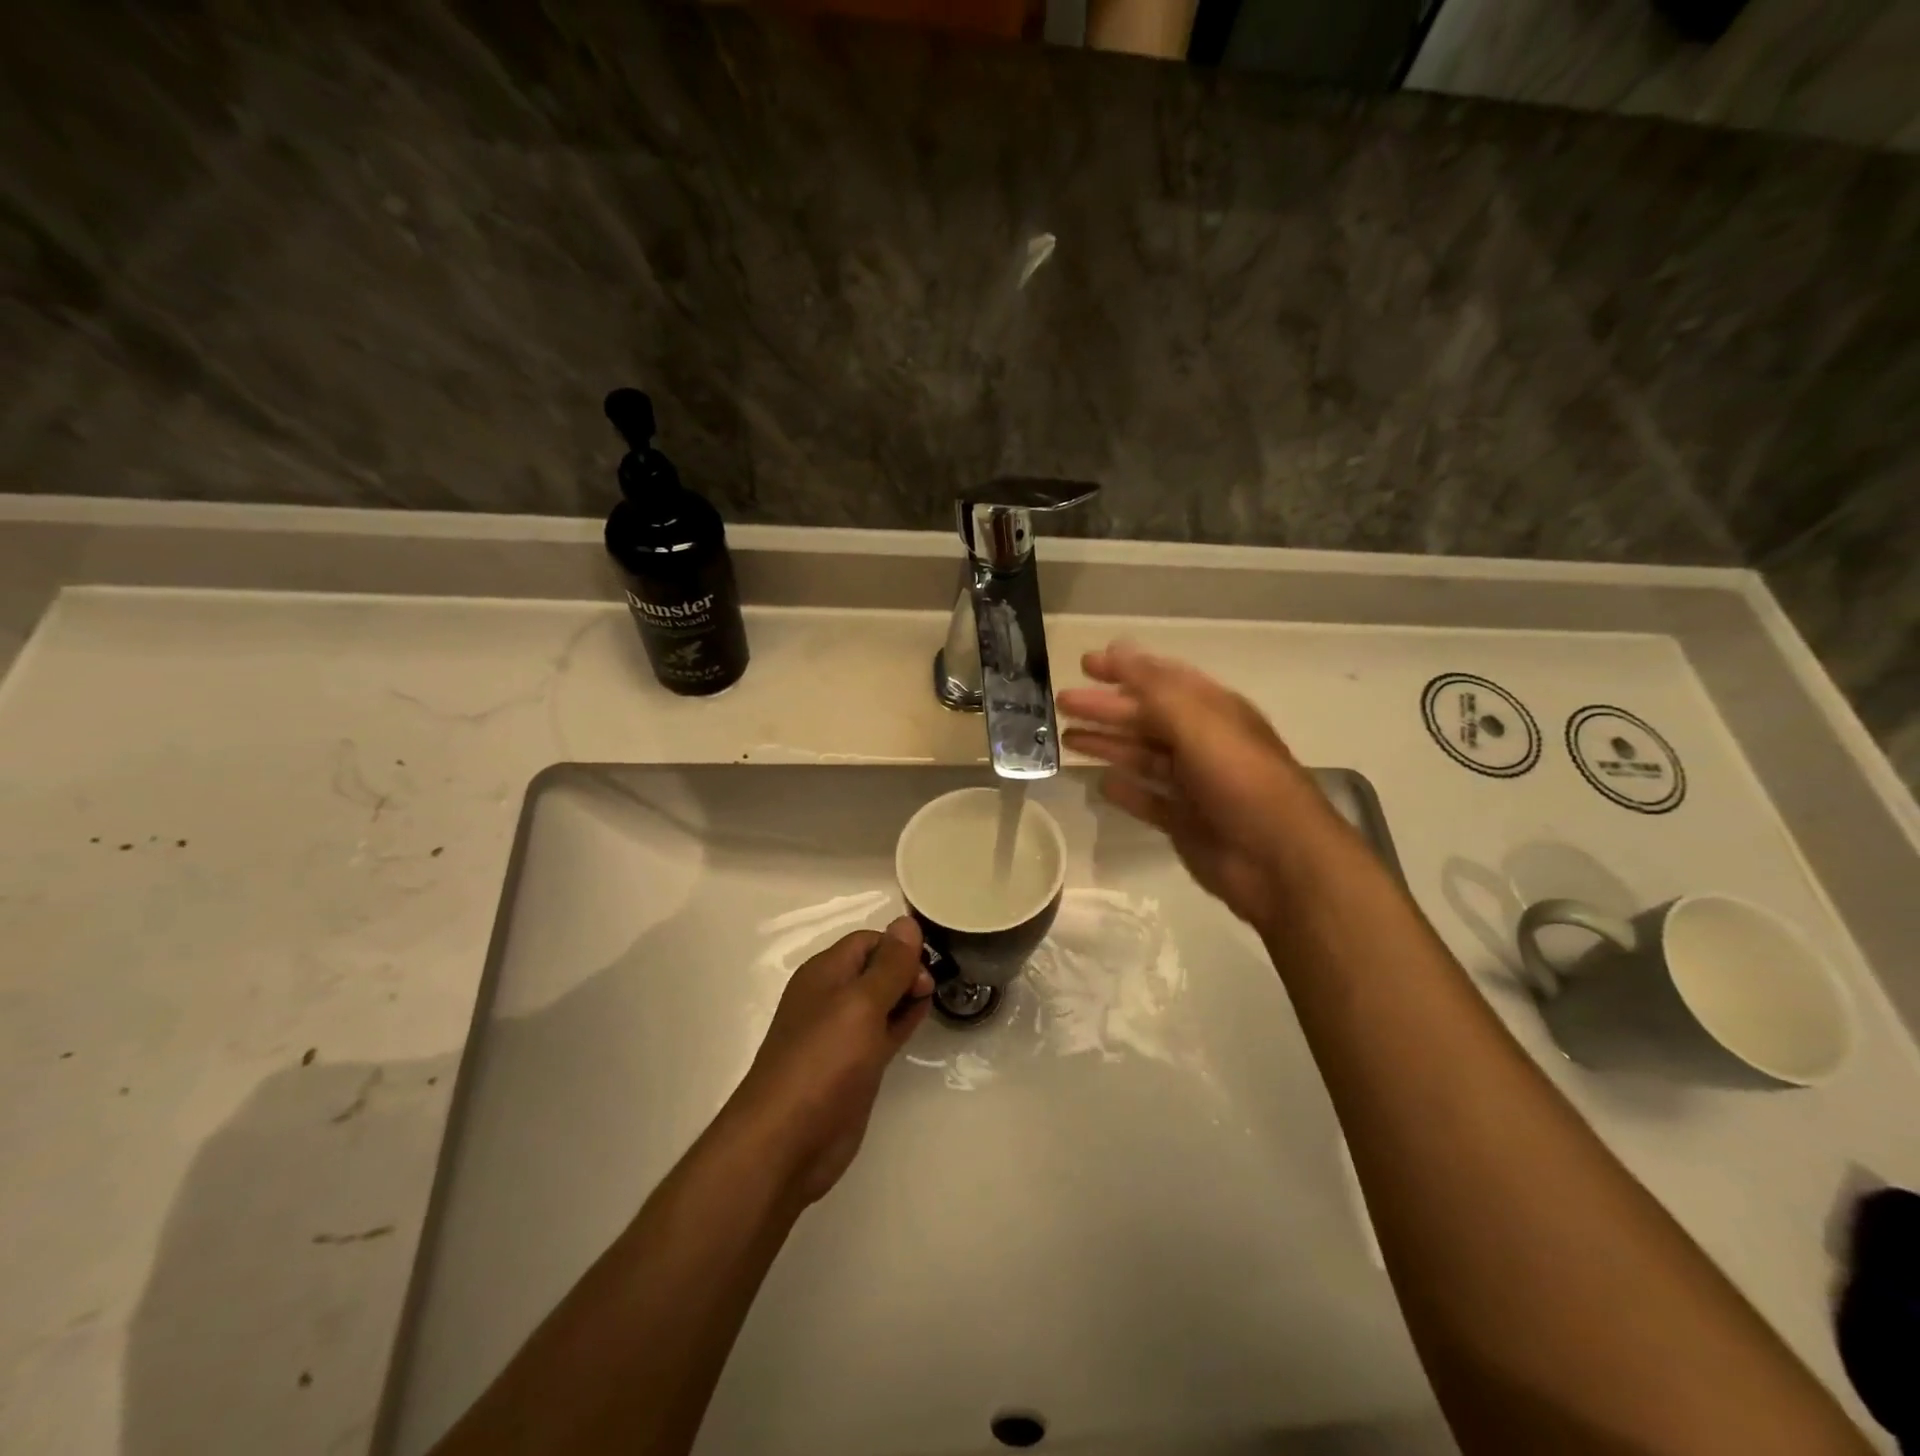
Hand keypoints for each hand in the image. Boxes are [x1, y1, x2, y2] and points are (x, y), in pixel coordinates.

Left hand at [724, 918, 933, 1206]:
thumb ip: (888, 966)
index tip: (927, 965)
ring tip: (934, 998)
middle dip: (905, 970)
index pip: (868, 941)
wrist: (786, 1142)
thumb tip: (907, 922)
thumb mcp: (861, 1005)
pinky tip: (921, 1019)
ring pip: (881, 1001)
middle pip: (875, 969)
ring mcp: (842, 1035)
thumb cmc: (823, 1062)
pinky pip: (882, 1032)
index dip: (898, 946)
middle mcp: (831, 998)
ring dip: (906, 995)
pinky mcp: (853, 1067)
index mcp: (825, 973)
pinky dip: (902, 1022)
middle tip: (930, 989)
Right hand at [1058, 642, 1349, 930]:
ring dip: (1108, 744)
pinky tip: (1101, 784)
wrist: (1276, 858)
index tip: (1085, 664)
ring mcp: (1194, 785)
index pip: (1162, 679)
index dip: (1125, 668)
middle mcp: (1203, 742)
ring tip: (1067, 739)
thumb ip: (1154, 687)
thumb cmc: (1239, 779)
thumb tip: (1117, 649)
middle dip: (1105, 708)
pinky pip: (1149, 800)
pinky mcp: (1185, 822)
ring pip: (1143, 757)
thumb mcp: (1197, 722)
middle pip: (1146, 718)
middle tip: (1062, 703)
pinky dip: (1126, 790)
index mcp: (1213, 711)